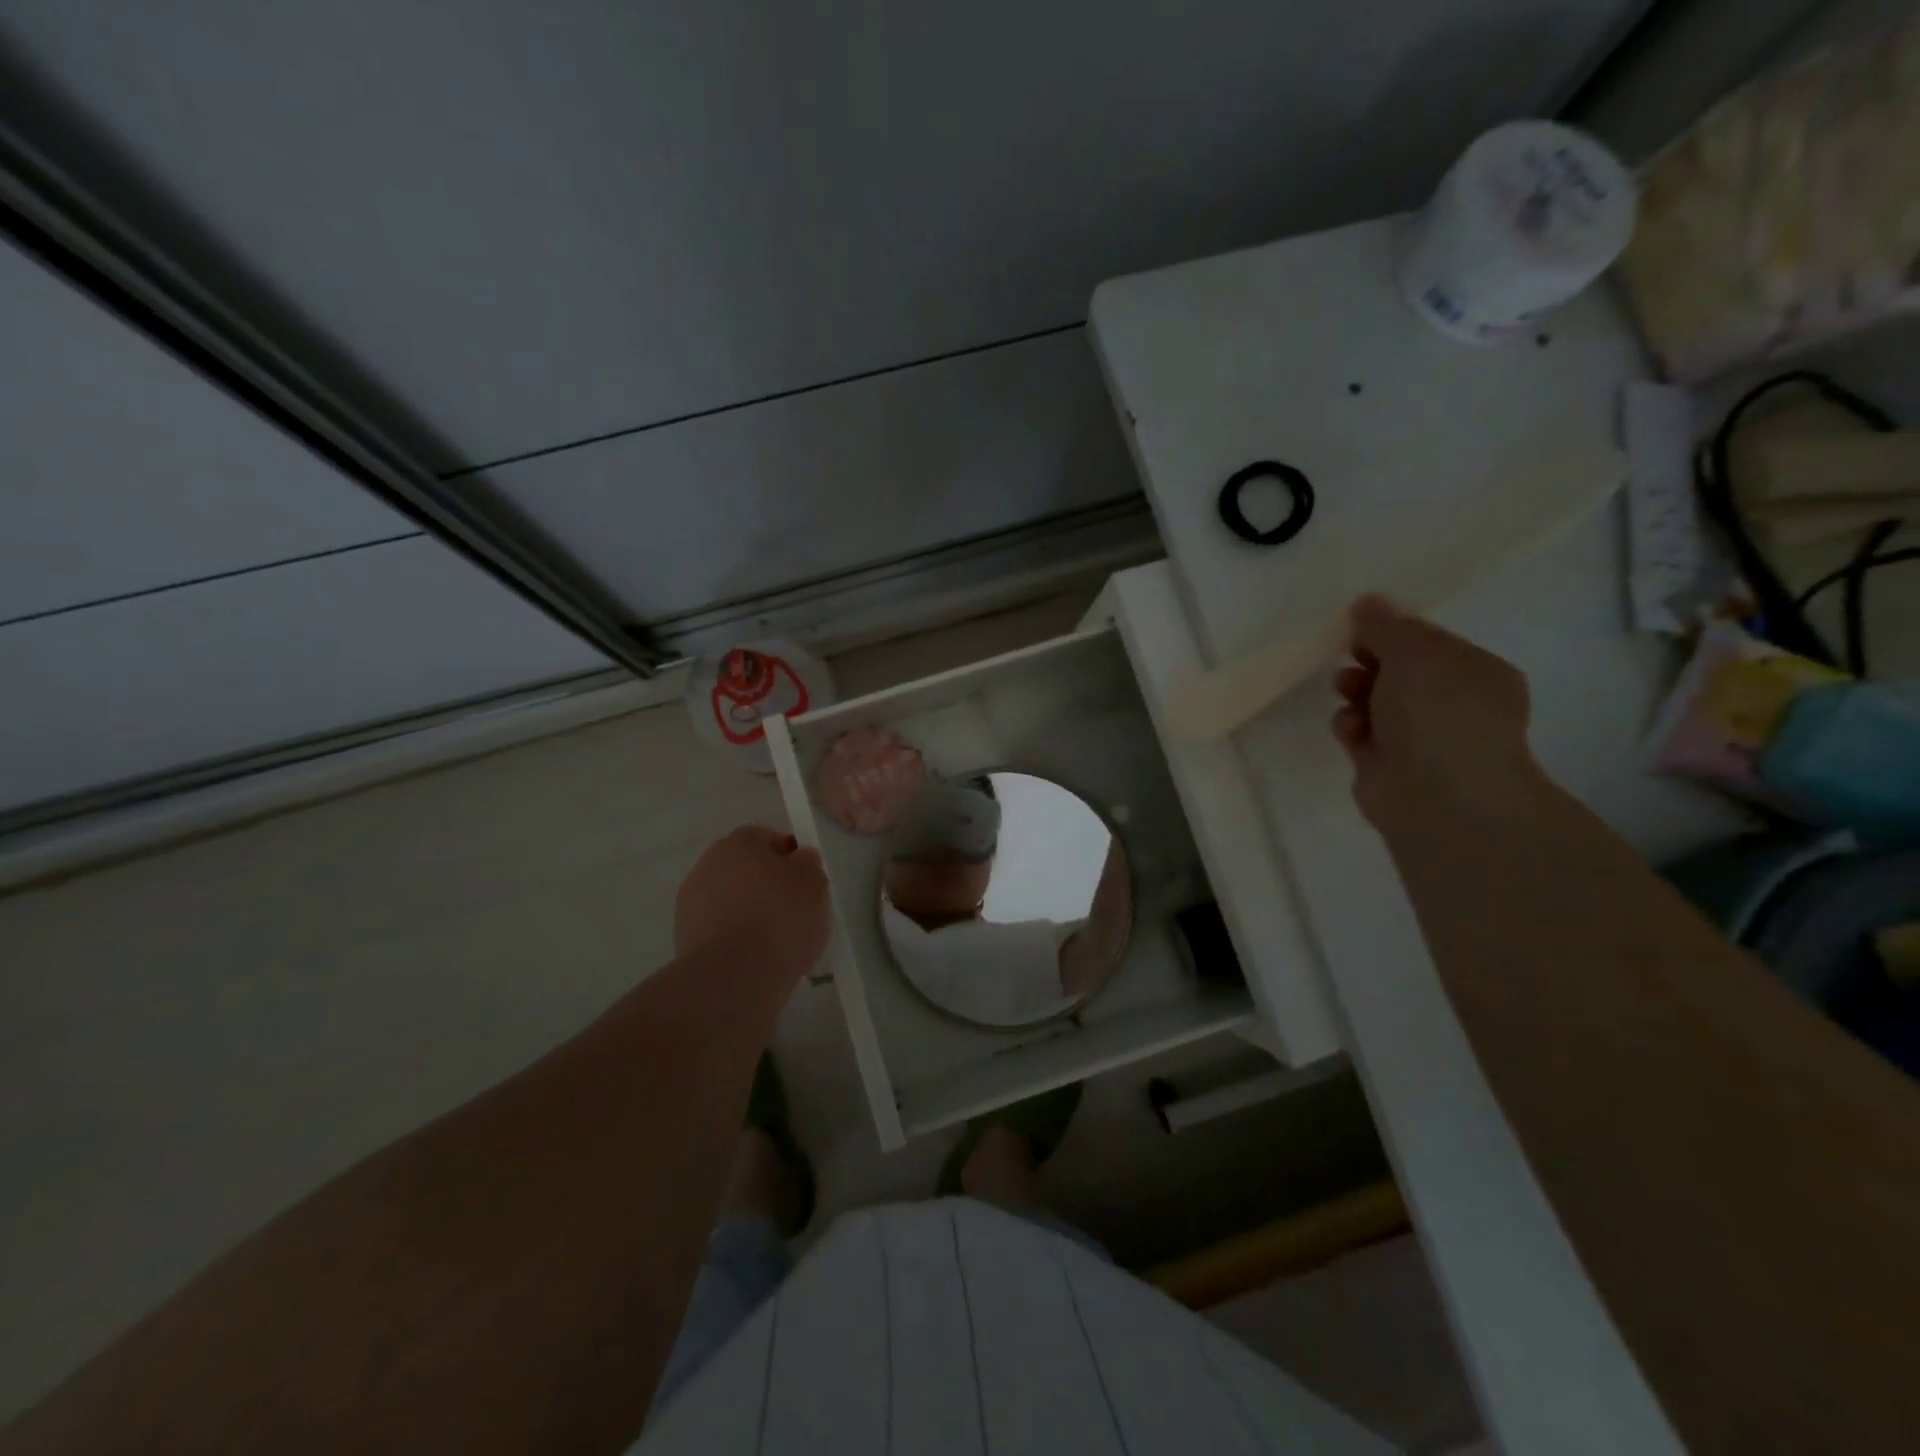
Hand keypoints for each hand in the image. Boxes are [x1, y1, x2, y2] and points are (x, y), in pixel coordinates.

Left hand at [674, 826, 830, 978]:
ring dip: (749, 912)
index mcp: (739, 842)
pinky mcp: (683, 937)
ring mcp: (690, 902)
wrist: (733, 978)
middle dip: (768, 886)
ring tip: (775, 942)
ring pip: (732, 900)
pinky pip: (720, 929)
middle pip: (747, 869)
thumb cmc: (780, 919)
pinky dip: (735, 938)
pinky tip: (754, 958)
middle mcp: (708, 863)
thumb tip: (798, 859)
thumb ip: (808, 862)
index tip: (807, 884)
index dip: (791, 859)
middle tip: (794, 912)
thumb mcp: (814, 882)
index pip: (769, 839)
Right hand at [1333, 595, 1542, 826]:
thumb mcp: (1413, 653)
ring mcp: (1419, 737)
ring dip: (1354, 691)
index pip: (1427, 640)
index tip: (1358, 626)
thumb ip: (1385, 625)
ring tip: (1347, 693)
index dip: (1391, 630)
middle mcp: (1451, 703)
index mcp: (1475, 671)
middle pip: (1397, 669)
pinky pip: (1359, 732)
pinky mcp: (1386, 764)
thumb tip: (1366, 602)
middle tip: (1350, 657)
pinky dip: (1349, 726)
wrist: (1439, 796)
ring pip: (1374, 700)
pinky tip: (1350, 729)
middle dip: (1368, 660)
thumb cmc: (1438, 713)